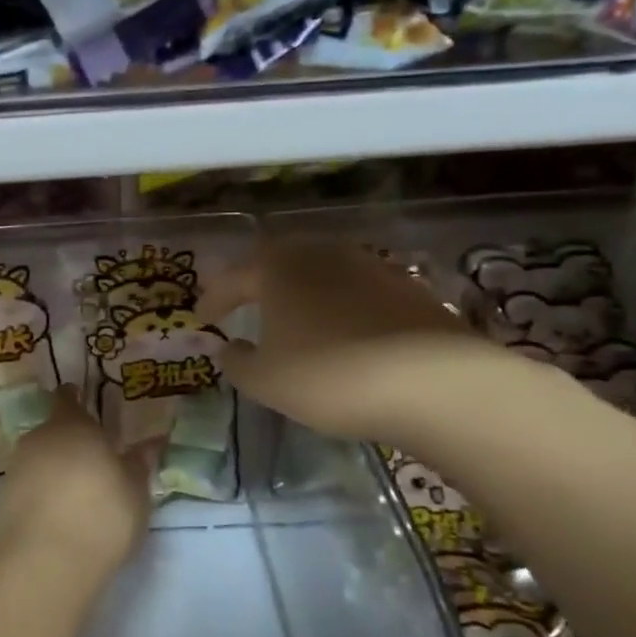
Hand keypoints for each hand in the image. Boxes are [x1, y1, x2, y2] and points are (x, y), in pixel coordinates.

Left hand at [0, 386, 156, 583]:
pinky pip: (27, 487)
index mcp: (72, 426)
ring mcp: (15, 469)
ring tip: (76, 494)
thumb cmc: (100, 516)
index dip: (75, 399)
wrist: (42, 564)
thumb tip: (149, 444)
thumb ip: (139, 465)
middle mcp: (38, 438)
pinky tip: (57, 518)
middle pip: (53, 431)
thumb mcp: (135, 493)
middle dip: (69, 442)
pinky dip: (40, 495)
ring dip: (54, 470)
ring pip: (38, 459)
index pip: (68, 398)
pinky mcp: (0, 501)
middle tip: (92, 461)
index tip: (84, 404)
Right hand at [200, 239, 492, 442]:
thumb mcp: (266, 381)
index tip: (200, 316)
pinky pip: (355, 291)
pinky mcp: (406, 287)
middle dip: (258, 282)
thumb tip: (228, 348)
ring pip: (320, 272)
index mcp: (278, 268)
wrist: (435, 382)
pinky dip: (338, 306)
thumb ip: (237, 363)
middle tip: (244, 303)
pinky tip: (342, 330)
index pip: (233, 279)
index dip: (214, 298)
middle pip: (279, 262)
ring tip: (292, 317)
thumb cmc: (330, 376)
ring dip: (301, 292)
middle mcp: (321, 254)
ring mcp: (368, 266)